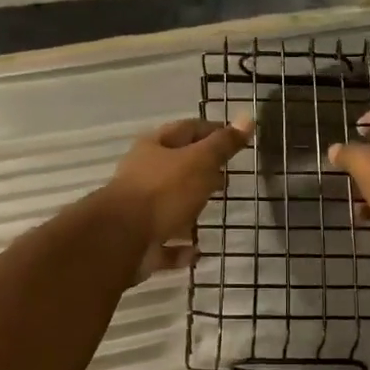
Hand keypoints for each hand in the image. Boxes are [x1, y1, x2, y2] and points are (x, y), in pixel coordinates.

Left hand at [102, 117, 254, 279]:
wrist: (122, 239)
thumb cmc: (163, 191)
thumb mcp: (199, 161)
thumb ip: (223, 144)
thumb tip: (247, 117)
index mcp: (154, 147)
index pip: (187, 129)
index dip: (212, 131)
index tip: (236, 139)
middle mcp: (143, 175)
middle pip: (176, 167)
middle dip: (201, 171)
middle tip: (227, 178)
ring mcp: (139, 210)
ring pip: (169, 205)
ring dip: (189, 209)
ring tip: (214, 213)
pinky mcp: (139, 243)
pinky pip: (165, 243)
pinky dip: (180, 248)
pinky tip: (197, 252)